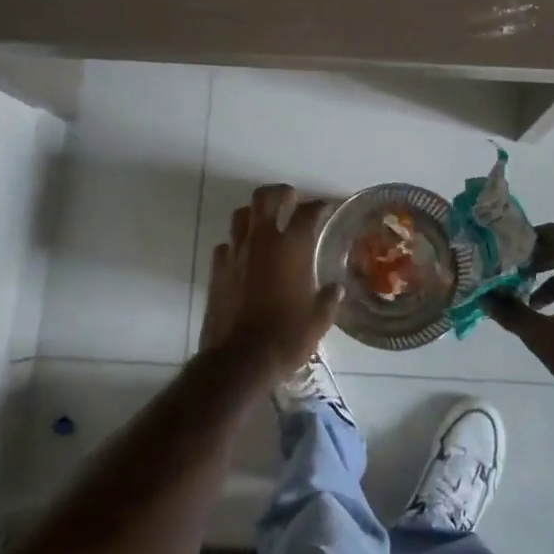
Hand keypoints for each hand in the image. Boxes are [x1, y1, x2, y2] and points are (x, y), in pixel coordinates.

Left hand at [198, 184, 342, 382]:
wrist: (240, 360)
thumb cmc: (286, 337)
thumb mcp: (319, 320)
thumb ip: (329, 299)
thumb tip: (336, 289)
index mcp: (291, 248)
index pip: (307, 213)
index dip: (319, 205)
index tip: (326, 206)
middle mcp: (262, 242)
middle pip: (265, 198)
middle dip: (279, 193)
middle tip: (290, 198)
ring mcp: (235, 254)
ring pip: (240, 216)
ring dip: (254, 214)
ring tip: (265, 222)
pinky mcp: (217, 271)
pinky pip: (225, 246)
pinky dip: (236, 244)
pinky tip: (244, 257)